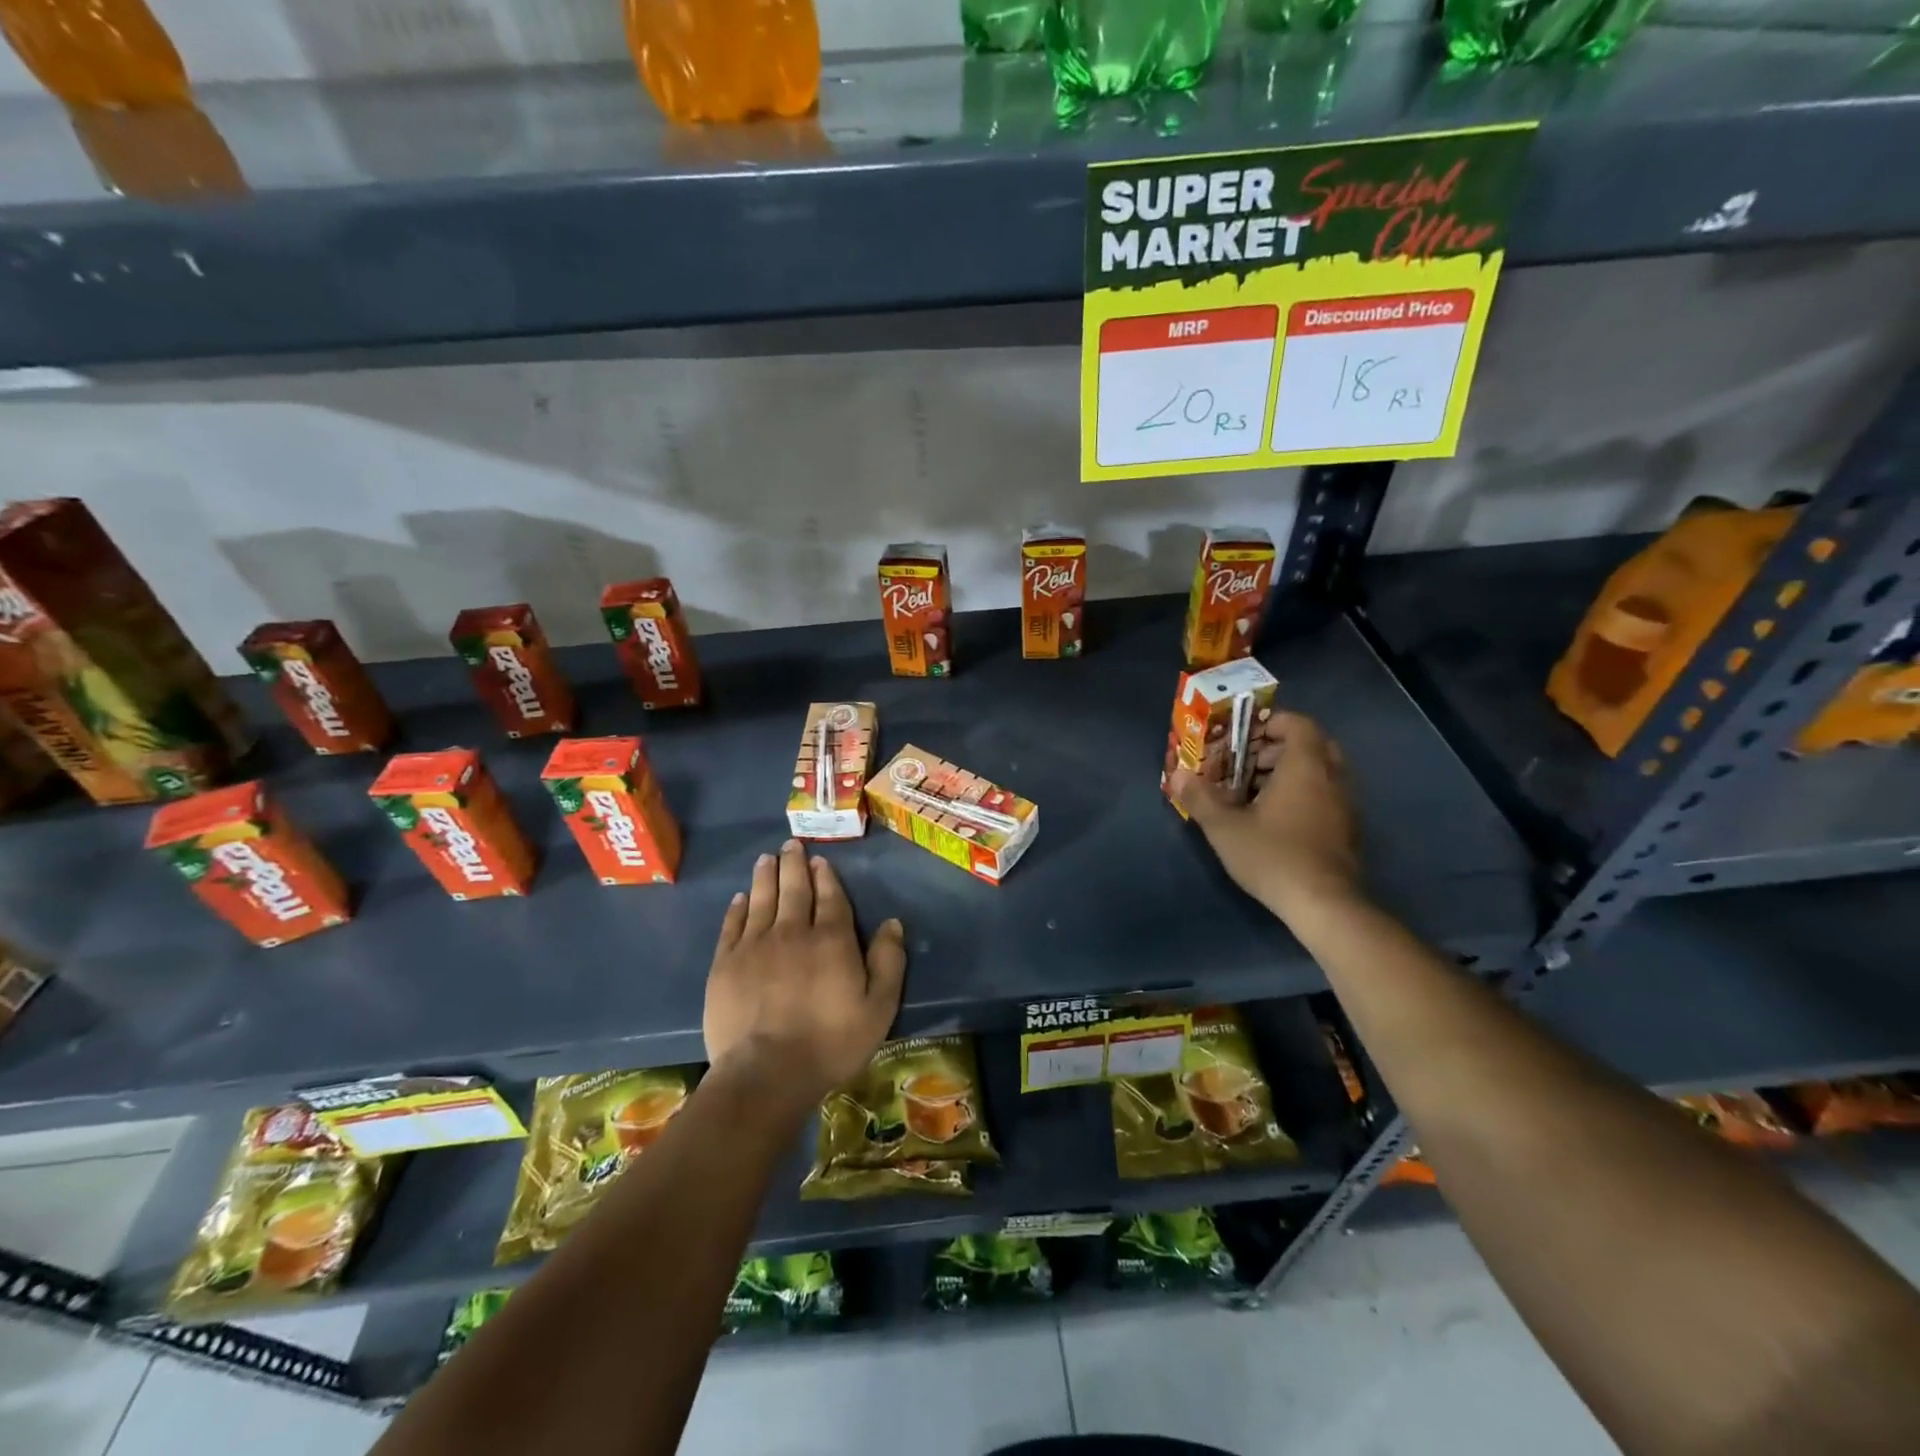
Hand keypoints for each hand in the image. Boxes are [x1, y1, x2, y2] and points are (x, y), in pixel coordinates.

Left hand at [705, 839, 906, 1104]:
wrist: (766, 1073)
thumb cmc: (830, 1043)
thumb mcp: (878, 1008)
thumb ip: (888, 962)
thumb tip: (893, 923)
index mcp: (831, 939)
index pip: (830, 897)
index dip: (825, 876)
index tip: (820, 860)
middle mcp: (792, 931)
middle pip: (794, 889)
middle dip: (794, 865)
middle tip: (791, 846)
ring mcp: (755, 945)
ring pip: (762, 899)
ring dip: (766, 876)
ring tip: (767, 858)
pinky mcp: (726, 964)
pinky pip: (733, 925)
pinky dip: (738, 907)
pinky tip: (741, 897)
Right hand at [1171, 710, 1363, 924]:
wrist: (1324, 905)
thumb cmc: (1273, 855)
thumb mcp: (1224, 827)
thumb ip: (1199, 797)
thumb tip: (1177, 776)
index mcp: (1306, 766)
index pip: (1298, 723)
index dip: (1270, 724)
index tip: (1242, 738)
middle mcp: (1333, 778)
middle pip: (1310, 746)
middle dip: (1275, 749)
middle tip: (1245, 765)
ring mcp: (1345, 805)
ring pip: (1319, 773)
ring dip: (1287, 774)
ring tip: (1252, 795)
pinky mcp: (1348, 830)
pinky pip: (1325, 796)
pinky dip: (1301, 796)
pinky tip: (1274, 821)